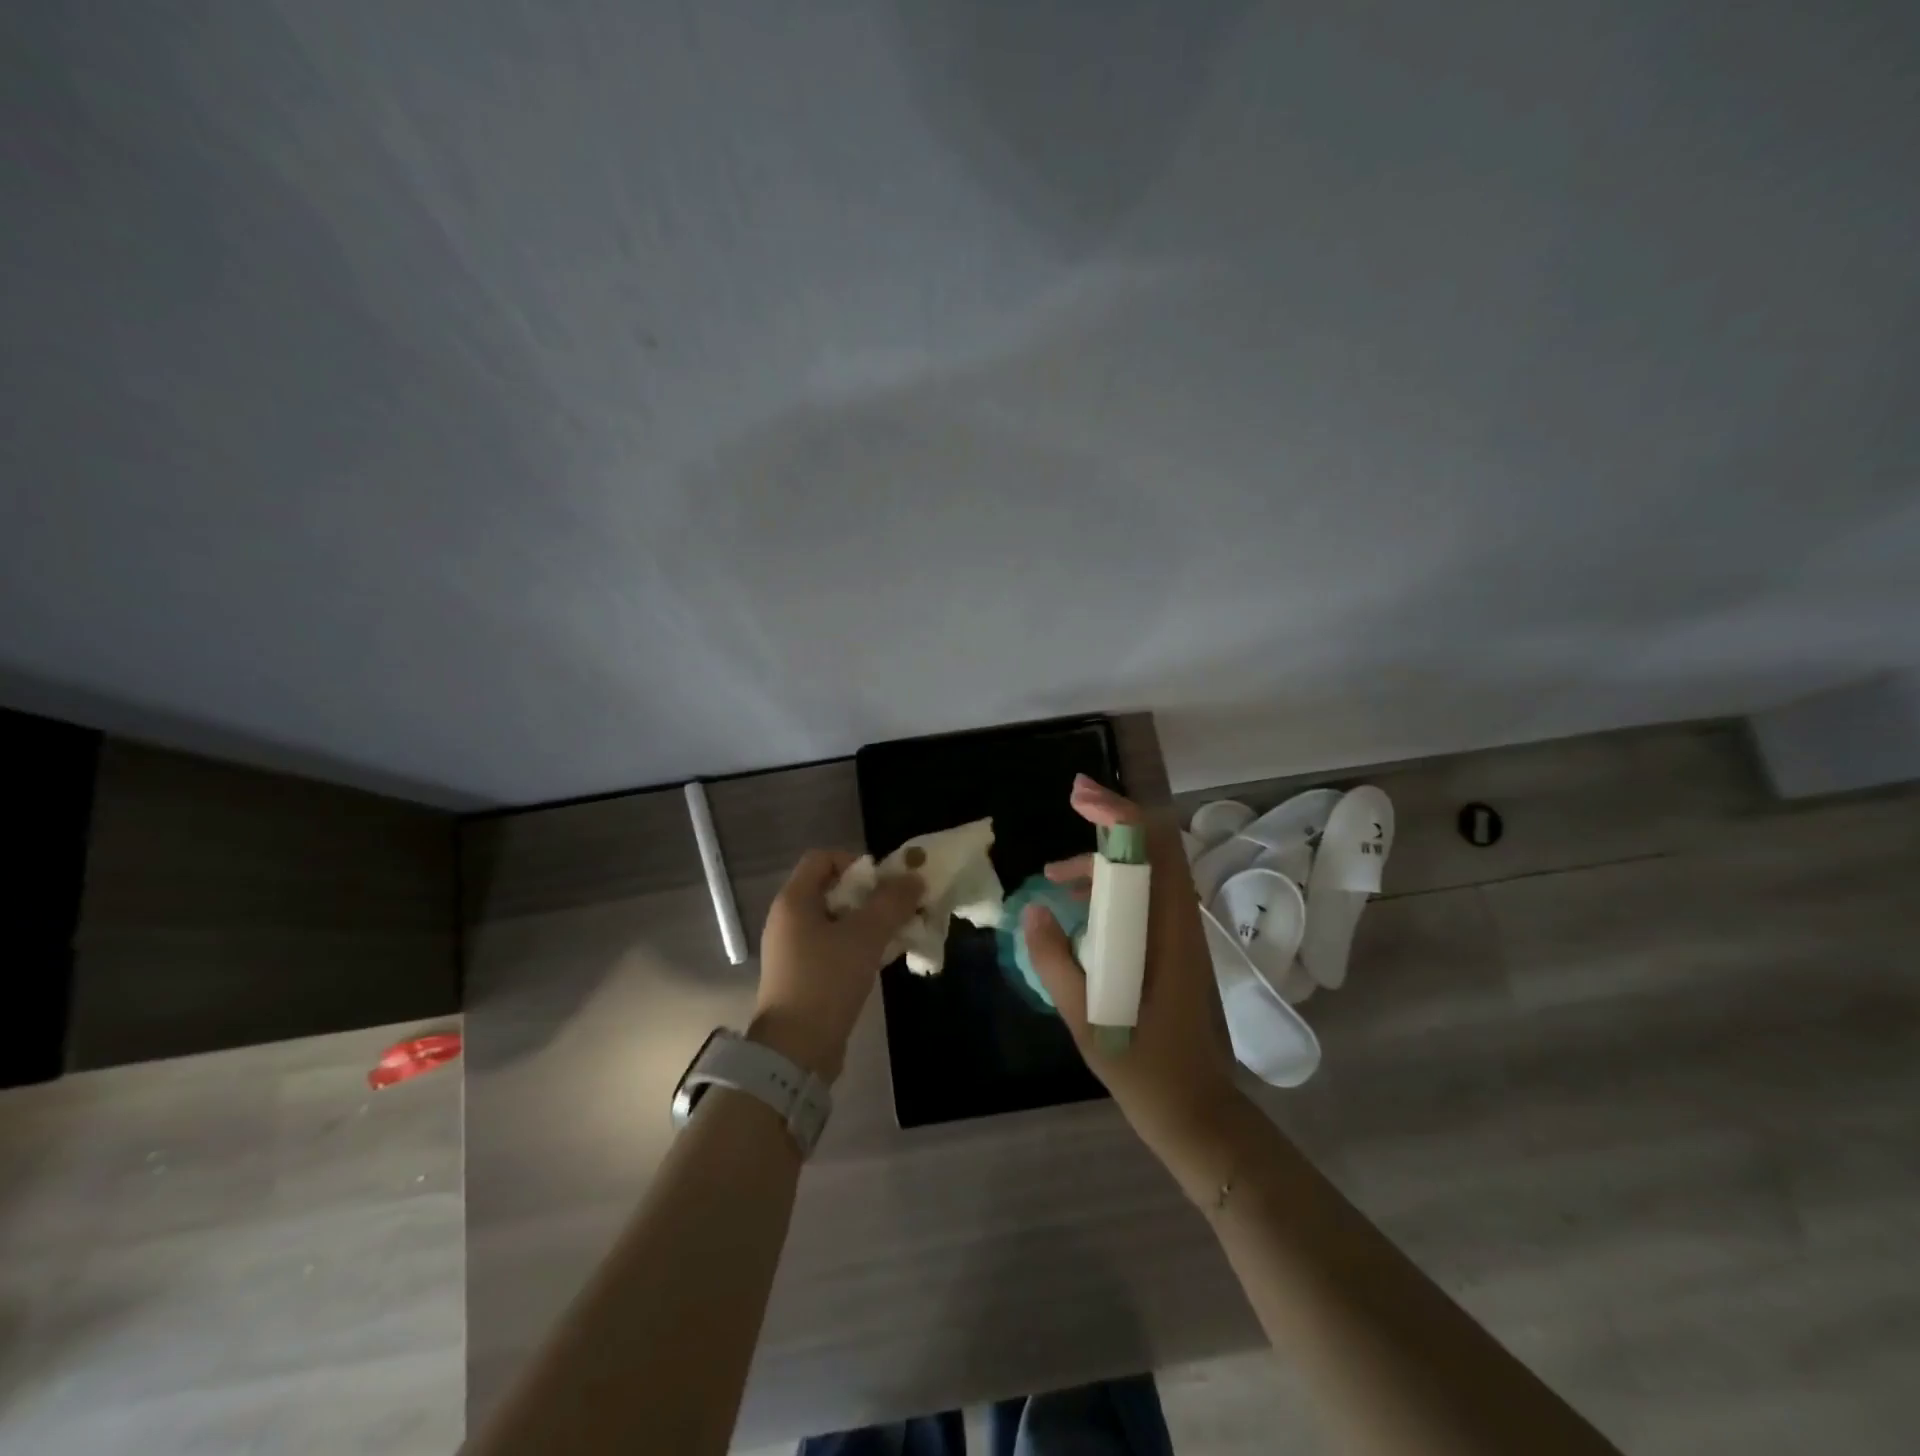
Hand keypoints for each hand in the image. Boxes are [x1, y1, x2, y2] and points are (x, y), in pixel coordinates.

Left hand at [752, 850, 921, 1082]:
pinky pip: (834, 946)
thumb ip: (892, 902)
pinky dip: (858, 945)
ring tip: (898, 934)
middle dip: (870, 894)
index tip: (883, 883)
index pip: (823, 858)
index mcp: (794, 900)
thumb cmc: (826, 981)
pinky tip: (882, 959)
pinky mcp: (803, 975)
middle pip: (832, 888)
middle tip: (898, 908)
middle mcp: (788, 919)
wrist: (795, 1050)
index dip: (855, 862)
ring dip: (869, 921)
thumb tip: (914, 877)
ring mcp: (793, 949)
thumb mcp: (865, 936)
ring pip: (836, 920)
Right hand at [1023, 775, 1237, 1154]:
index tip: (1079, 798)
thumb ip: (1055, 960)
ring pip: (1147, 872)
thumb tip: (1033, 910)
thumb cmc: (1144, 1067)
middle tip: (1072, 805)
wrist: (1195, 1112)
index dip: (1118, 813)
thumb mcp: (1086, 1017)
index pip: (1153, 848)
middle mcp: (1179, 922)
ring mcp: (1178, 935)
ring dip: (1105, 860)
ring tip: (1055, 876)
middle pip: (1154, 847)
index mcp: (1166, 930)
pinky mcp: (1172, 949)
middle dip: (1112, 820)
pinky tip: (1077, 908)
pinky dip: (1111, 888)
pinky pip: (1143, 899)